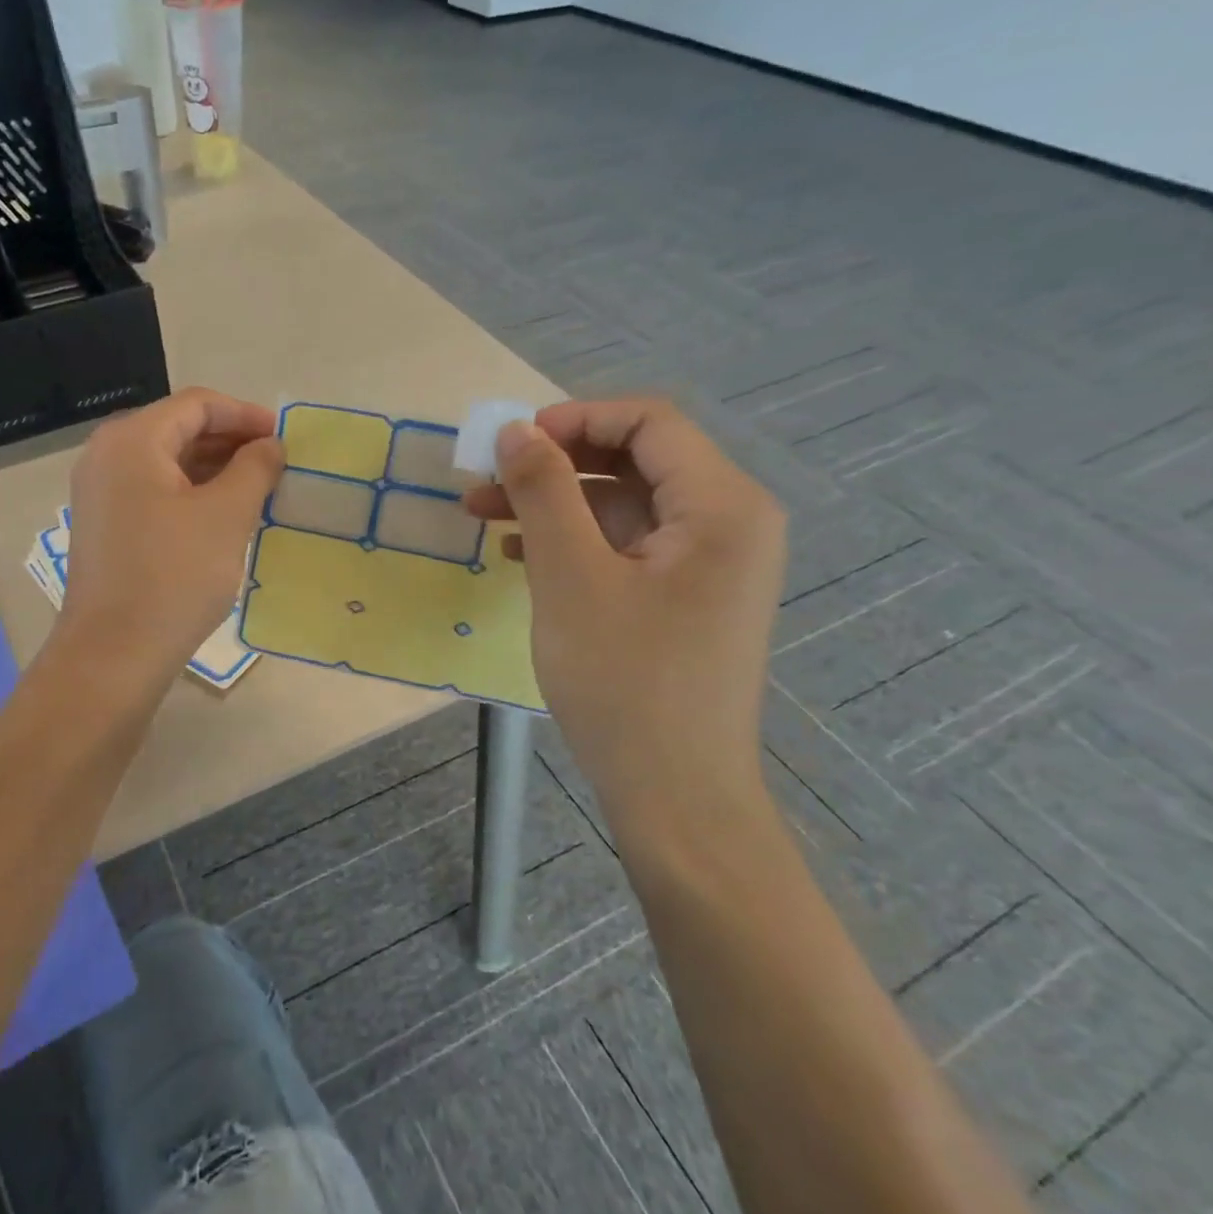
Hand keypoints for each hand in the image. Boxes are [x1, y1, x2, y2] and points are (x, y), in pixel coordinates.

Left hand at [59, 388, 283, 683]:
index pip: (196, 404)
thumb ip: (254, 468)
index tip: (283, 436)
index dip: (244, 414)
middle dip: (230, 440)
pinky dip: (192, 493)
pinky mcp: (106, 526)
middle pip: (178, 429)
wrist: (114, 655)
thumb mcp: (226, 516)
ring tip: (258, 488)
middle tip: (275, 462)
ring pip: (167, 462)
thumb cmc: (173, 577)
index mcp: (131, 440)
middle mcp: (107, 456)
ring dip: (214, 468)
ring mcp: (100, 492)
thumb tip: (270, 445)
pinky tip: (223, 514)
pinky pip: (154, 491)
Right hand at [464, 397, 785, 845]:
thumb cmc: (624, 680)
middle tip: (487, 478)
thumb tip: (514, 429)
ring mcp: (708, 563)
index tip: (510, 444)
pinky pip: (626, 544)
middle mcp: (728, 522)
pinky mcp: (684, 596)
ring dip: (554, 502)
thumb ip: (543, 491)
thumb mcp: (570, 575)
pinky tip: (519, 554)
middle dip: (555, 462)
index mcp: (722, 506)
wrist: (673, 794)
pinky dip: (574, 539)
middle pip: (635, 459)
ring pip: (623, 503)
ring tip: (483, 514)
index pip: (648, 422)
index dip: (574, 419)